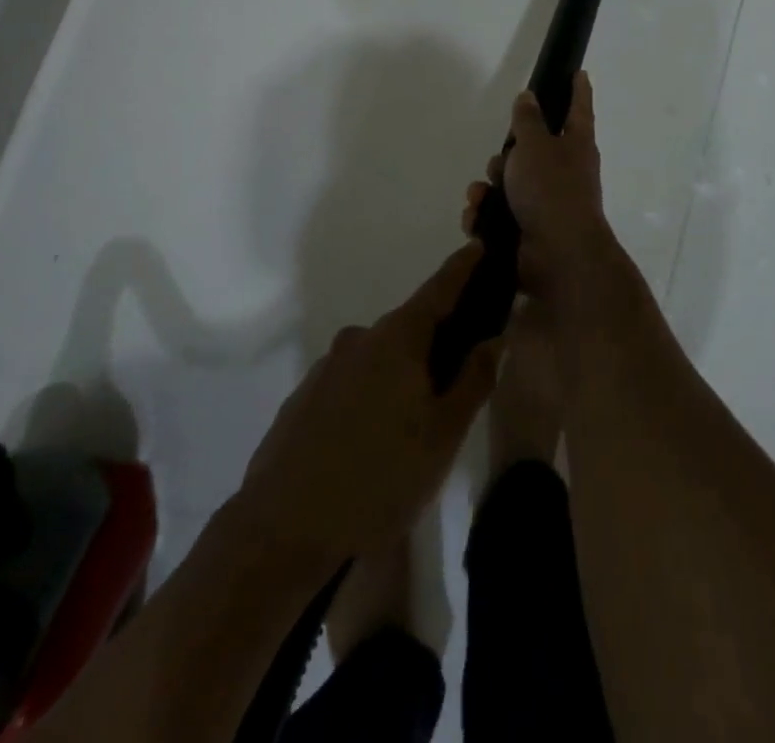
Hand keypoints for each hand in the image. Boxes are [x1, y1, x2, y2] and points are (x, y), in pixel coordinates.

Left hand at [236, 243, 499, 563]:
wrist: (281, 531)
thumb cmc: (379, 478)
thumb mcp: (443, 434)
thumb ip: (474, 379)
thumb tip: (493, 337)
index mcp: (398, 338)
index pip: (440, 288)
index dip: (463, 267)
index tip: (480, 244)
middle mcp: (360, 339)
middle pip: (410, 327)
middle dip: (436, 340)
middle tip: (458, 378)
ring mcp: (327, 367)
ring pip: (379, 358)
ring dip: (401, 375)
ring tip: (413, 427)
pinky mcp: (304, 397)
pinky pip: (351, 383)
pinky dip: (370, 395)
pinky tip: (372, 442)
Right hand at [462, 71, 609, 258]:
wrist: (556, 256)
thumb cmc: (551, 190)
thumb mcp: (535, 145)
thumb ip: (528, 120)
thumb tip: (529, 97)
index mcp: (576, 145)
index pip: (578, 108)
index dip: (577, 90)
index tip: (579, 73)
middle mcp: (564, 172)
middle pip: (529, 150)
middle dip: (506, 156)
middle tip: (501, 164)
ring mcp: (545, 203)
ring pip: (507, 183)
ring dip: (489, 189)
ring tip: (483, 198)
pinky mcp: (527, 230)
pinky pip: (498, 214)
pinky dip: (485, 216)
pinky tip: (478, 221)